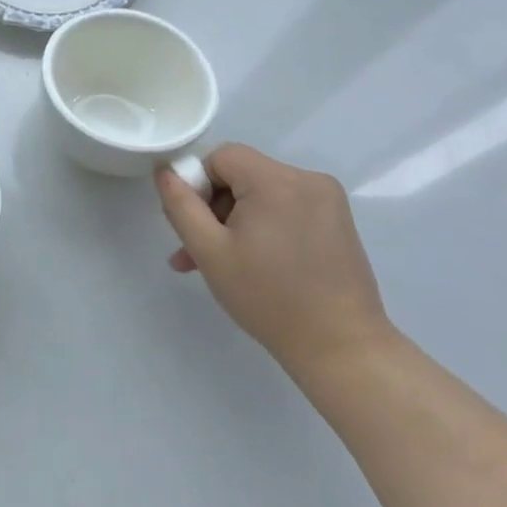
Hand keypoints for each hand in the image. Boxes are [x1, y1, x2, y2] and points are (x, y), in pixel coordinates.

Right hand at [155, 144, 392, 379]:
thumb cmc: (268, 298)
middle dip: (216, 208)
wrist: (341, 349)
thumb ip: (180, 205)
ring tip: (223, 265)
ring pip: (262, 193)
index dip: (200, 186)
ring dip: (237, 221)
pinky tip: (256, 263)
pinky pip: (286, 207)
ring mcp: (327, 200)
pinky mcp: (338, 221)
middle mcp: (307, 179)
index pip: (221, 157)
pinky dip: (265, 226)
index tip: (198, 227)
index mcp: (276, 180)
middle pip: (242, 174)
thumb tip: (165, 170)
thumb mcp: (209, 251)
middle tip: (200, 252)